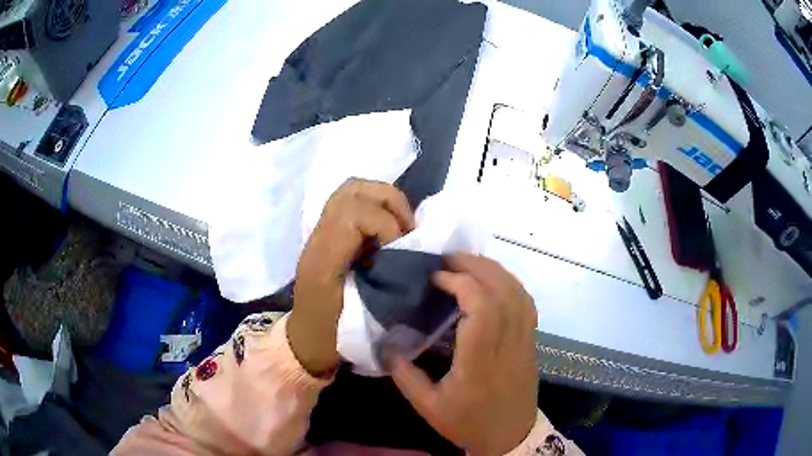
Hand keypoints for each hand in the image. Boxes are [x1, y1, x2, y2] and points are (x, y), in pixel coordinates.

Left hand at [289, 179, 413, 376]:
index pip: (355, 213)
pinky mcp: (327, 234)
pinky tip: (387, 231)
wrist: (306, 338)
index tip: (401, 249)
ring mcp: (321, 231)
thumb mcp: (359, 313)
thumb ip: (381, 283)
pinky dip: (376, 207)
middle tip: (407, 229)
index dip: (387, 224)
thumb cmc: (332, 334)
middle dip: (389, 201)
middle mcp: (320, 236)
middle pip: (353, 189)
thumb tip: (408, 254)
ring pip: (352, 189)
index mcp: (323, 256)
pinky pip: (352, 202)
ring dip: (383, 201)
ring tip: (400, 226)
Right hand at [391, 254, 538, 454]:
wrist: (511, 436)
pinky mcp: (531, 340)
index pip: (481, 307)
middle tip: (448, 258)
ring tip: (467, 263)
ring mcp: (525, 340)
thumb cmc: (469, 422)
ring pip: (518, 292)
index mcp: (480, 361)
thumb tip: (386, 344)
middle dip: (475, 266)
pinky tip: (493, 281)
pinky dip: (510, 282)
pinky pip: (526, 302)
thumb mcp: (427, 406)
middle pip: (502, 290)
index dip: (460, 282)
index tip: (435, 277)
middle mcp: (507, 344)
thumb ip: (404, 375)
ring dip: (493, 270)